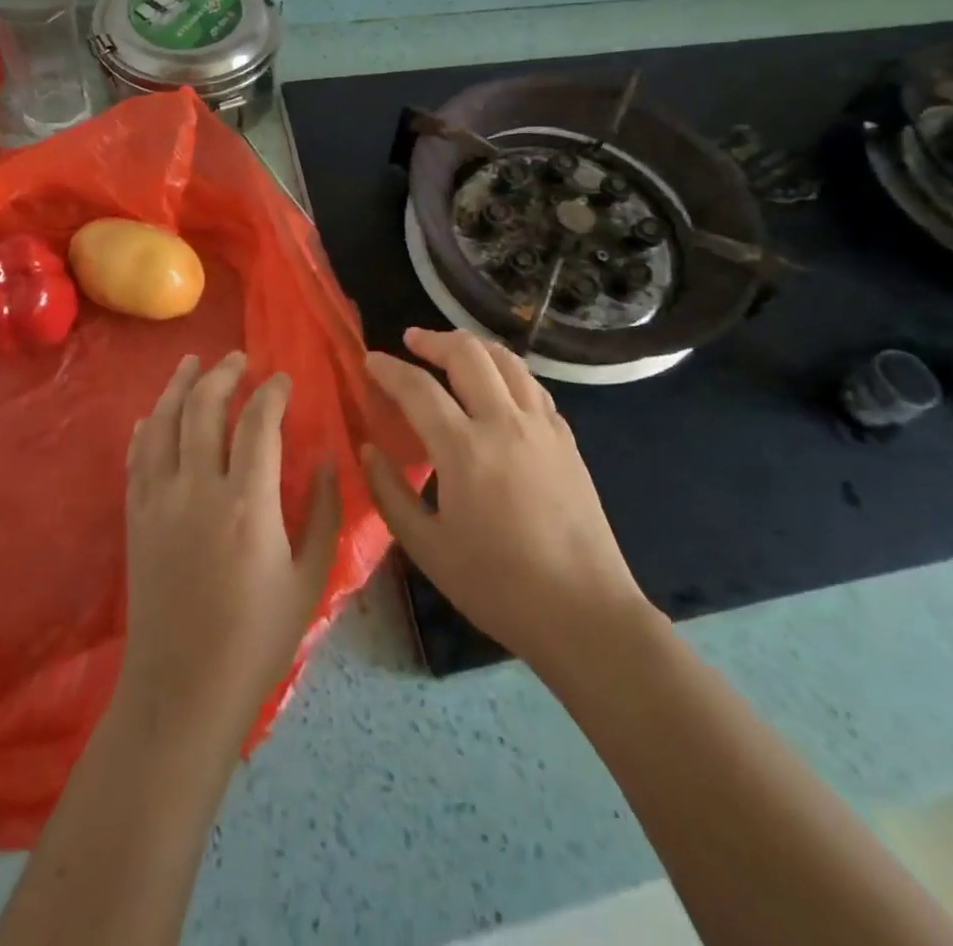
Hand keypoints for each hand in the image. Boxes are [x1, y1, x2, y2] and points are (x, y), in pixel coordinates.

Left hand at [117, 352, 342, 749]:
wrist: (182, 690)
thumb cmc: (257, 639)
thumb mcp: (309, 578)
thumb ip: (325, 511)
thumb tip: (328, 457)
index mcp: (248, 503)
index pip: (258, 423)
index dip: (271, 393)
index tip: (282, 380)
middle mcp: (198, 489)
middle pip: (204, 409)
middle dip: (223, 375)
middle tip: (239, 359)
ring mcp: (159, 501)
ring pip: (162, 423)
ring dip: (178, 387)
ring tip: (193, 363)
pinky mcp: (135, 518)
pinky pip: (136, 457)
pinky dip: (146, 428)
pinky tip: (152, 414)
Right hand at [362, 328, 657, 673]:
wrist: (584, 612)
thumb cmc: (498, 586)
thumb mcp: (427, 548)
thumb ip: (391, 493)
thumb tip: (368, 450)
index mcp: (465, 449)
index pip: (418, 388)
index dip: (388, 369)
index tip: (370, 361)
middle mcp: (504, 423)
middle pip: (468, 354)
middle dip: (434, 340)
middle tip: (411, 341)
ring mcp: (542, 427)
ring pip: (507, 361)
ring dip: (473, 346)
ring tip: (452, 350)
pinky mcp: (566, 439)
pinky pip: (532, 386)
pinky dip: (506, 372)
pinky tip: (497, 387)